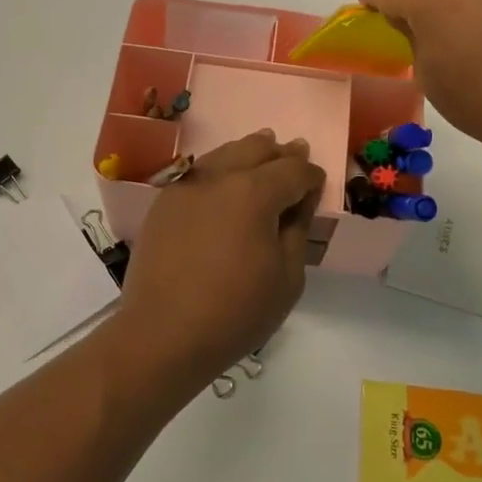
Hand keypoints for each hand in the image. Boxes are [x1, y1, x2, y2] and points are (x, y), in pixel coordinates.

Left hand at [116, 131, 325, 386]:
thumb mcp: (288, 277)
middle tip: (294, 157)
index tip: (318, 183)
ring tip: (262, 161)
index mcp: (255, 192)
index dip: (311, 175)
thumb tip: (300, 199)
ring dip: (249, 154)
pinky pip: (199, 171)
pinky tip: (225, 184)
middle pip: (257, 148)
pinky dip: (220, 169)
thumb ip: (298, 228)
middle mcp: (219, 176)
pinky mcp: (164, 201)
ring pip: (225, 153)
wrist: (163, 333)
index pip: (294, 170)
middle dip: (280, 153)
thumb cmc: (236, 312)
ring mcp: (186, 185)